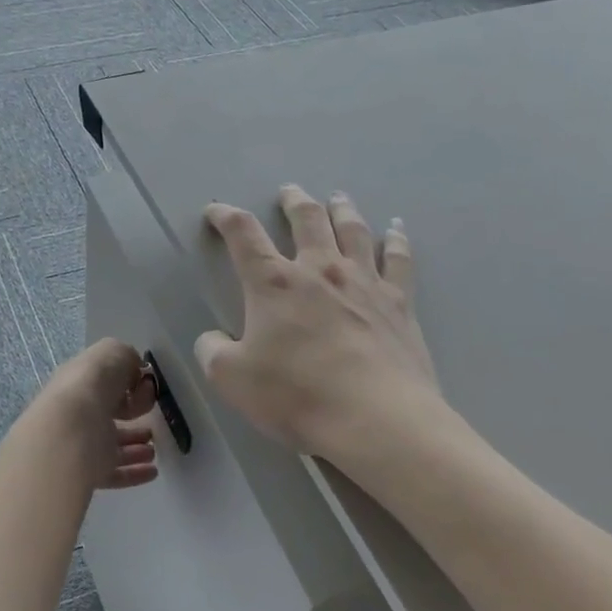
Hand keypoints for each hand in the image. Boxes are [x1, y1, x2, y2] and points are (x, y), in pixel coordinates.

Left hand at [35, 339, 159, 490]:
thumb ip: (127, 358)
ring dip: (134, 448)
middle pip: (106, 415)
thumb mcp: (113, 352)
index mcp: (79, 382)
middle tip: (150, 418)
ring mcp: (82, 444)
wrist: (71, 428)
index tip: (145, 387)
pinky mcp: (88, 471)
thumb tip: (136, 372)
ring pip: (111, 446)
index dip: (125, 383)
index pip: (102, 383)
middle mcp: (78, 412)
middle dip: (130, 416)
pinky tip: (152, 471)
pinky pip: (115, 473)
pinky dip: (135, 473)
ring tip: (152, 448)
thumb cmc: (92, 384)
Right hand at [196, 186, 441, 462]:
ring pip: (352, 230)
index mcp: (274, 284)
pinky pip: (398, 260)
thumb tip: (212, 339)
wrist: (376, 418)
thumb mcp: (231, 379)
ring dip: (342, 210)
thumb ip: (213, 352)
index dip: (225, 217)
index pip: (243, 235)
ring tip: (338, 197)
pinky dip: (396, 240)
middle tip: (289, 191)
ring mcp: (364, 282)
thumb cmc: (297, 395)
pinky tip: (396, 229)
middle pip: (306, 220)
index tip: (216, 211)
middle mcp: (320, 270)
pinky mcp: (399, 303)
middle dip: (293, 202)